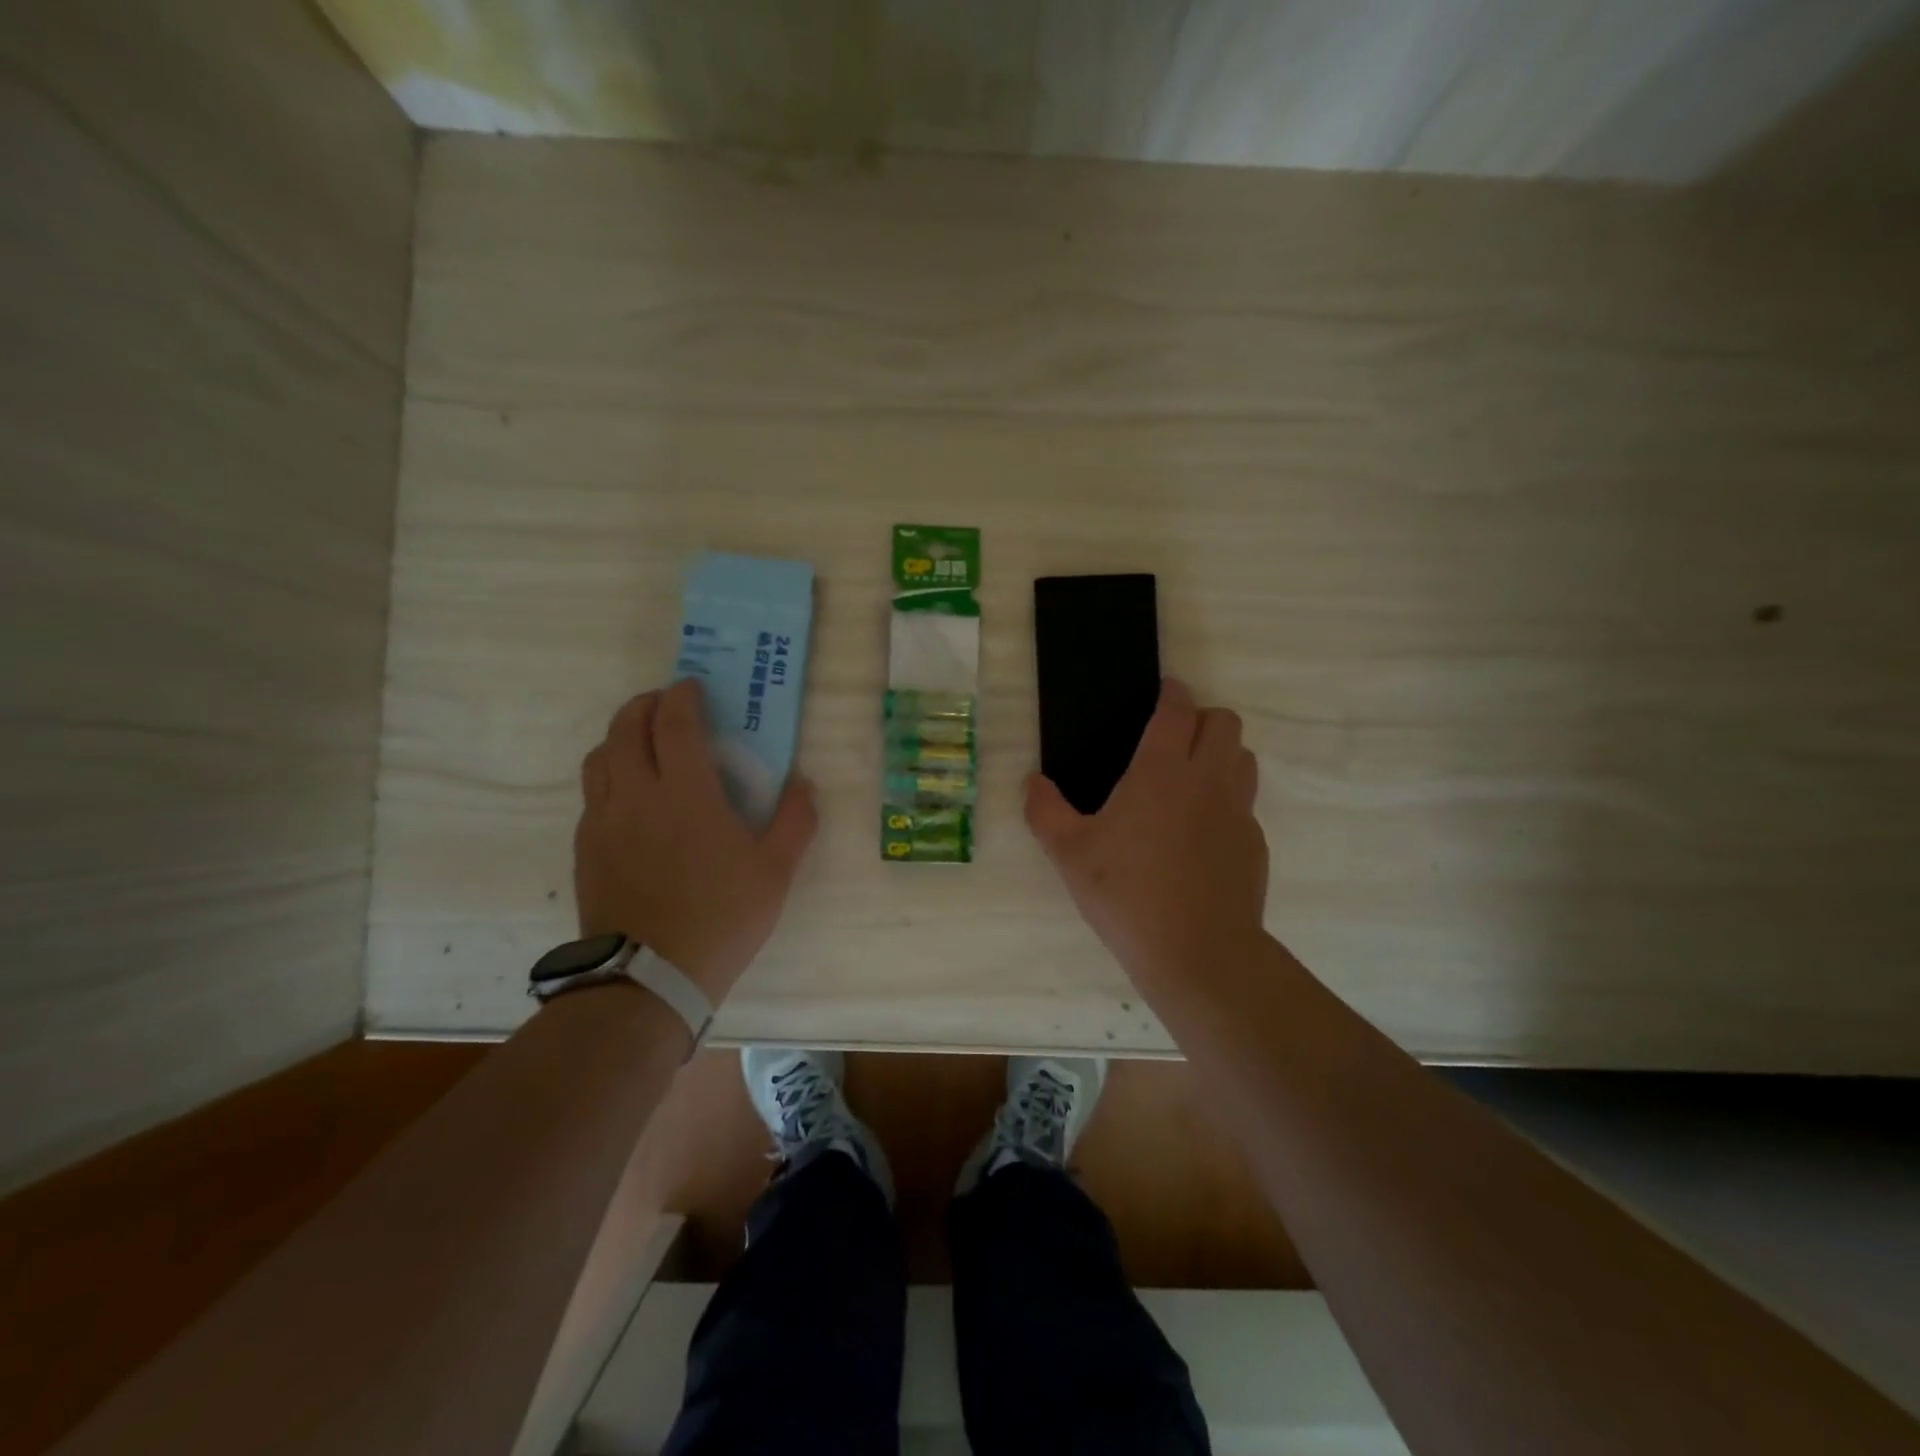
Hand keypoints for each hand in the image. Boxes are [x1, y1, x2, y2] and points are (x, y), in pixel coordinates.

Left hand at [574, 679, 817, 1001]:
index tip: (692, 687)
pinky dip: (610, 776)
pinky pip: (592, 795)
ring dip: (621, 737)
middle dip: (645, 705)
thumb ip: (795, 820)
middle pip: (625, 728)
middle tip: (665, 705)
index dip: (682, 696)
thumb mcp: (776, 871)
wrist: (649, 977)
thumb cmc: (722, 917)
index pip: (674, 722)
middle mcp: (636, 795)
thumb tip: (802, 782)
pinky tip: (630, 798)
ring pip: (600, 758)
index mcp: (685, 793)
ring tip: (643, 744)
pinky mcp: (585, 848)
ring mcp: (603, 821)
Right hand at [1025, 678, 1267, 987]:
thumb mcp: (1069, 854)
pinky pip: (1245, 804)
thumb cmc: (1126, 894)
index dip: (1172, 692)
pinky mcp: (1254, 844)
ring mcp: (1238, 812)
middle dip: (1202, 718)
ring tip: (1191, 779)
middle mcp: (1207, 780)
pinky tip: (1201, 836)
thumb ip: (1044, 811)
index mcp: (1161, 771)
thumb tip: (1031, 782)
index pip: (1177, 710)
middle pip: (1225, 722)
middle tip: (1174, 739)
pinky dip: (1227, 802)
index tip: (1165, 690)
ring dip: (1221, 754)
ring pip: (1243, 758)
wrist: (1198, 953)